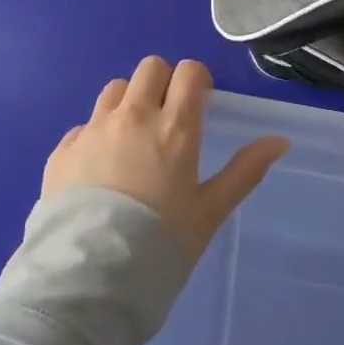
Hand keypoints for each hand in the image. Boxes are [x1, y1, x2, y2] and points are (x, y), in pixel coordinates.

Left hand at [43, 57, 288, 259]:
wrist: (90, 276)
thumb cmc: (160, 244)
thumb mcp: (210, 212)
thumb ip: (245, 171)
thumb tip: (280, 140)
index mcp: (174, 127)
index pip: (189, 71)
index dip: (196, 81)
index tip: (199, 103)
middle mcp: (133, 116)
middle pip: (150, 68)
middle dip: (162, 83)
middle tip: (166, 118)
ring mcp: (94, 129)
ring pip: (115, 89)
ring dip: (128, 103)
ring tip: (131, 140)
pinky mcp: (63, 148)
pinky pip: (84, 125)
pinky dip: (95, 136)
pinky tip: (98, 171)